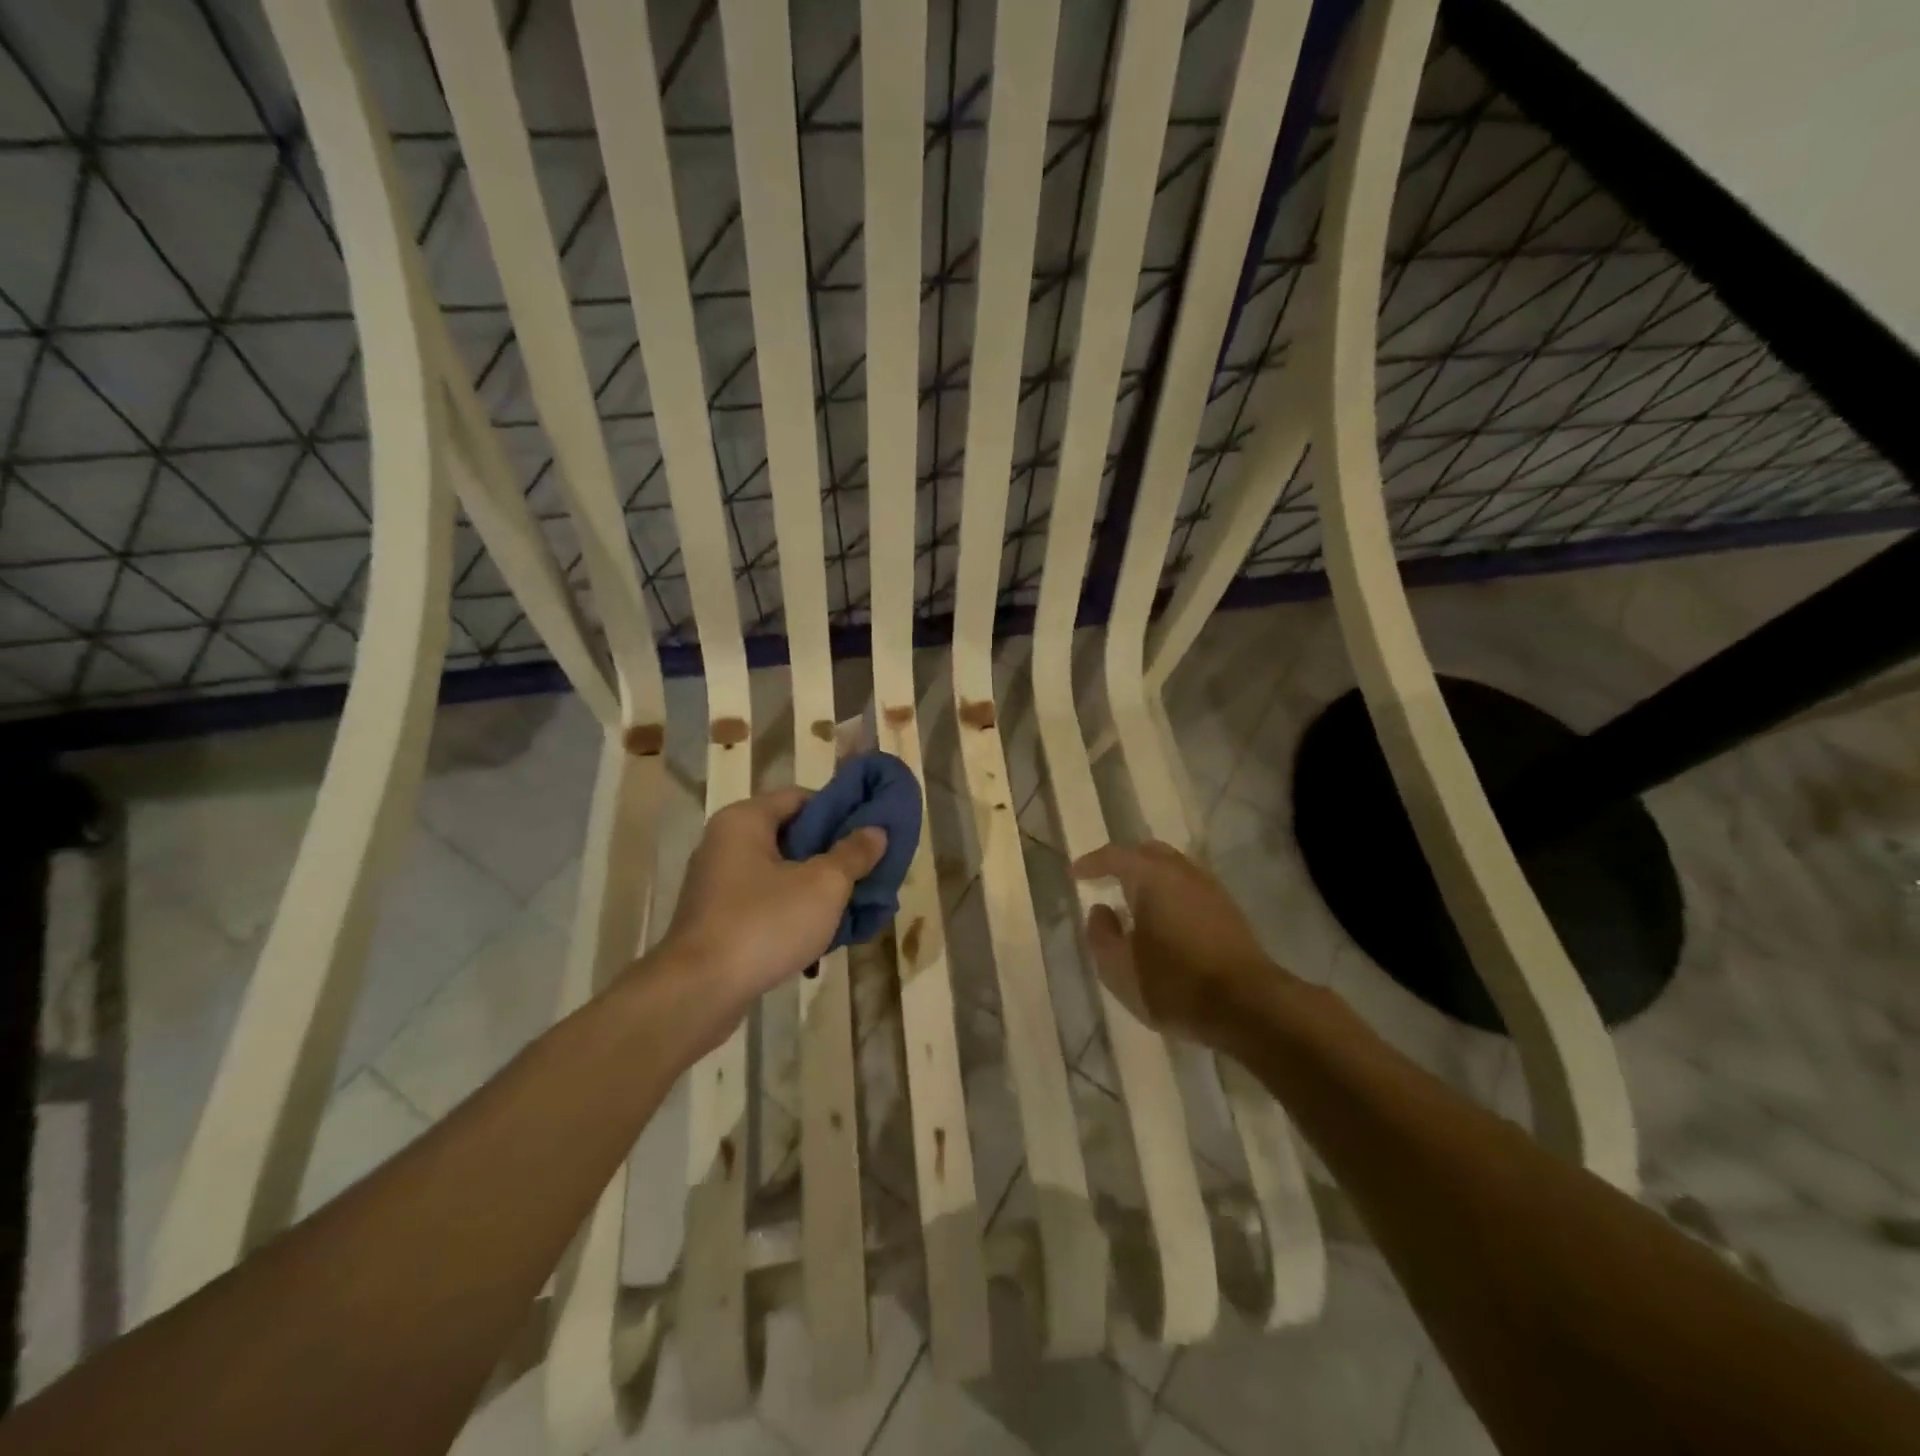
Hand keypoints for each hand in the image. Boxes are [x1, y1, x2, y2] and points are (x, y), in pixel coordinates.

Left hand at [651, 786, 885, 1051]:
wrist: (697, 993)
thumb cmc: (764, 924)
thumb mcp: (824, 885)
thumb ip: (853, 854)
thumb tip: (876, 831)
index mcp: (745, 820)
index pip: (802, 797)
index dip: (840, 810)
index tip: (869, 832)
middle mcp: (725, 843)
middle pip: (792, 836)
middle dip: (832, 855)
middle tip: (868, 871)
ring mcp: (717, 884)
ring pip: (781, 874)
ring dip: (816, 889)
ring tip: (852, 908)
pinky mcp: (717, 920)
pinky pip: (765, 904)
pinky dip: (793, 913)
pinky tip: (821, 938)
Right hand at [1071, 840, 1278, 1048]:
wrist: (1249, 1006)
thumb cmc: (1175, 984)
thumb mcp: (1120, 969)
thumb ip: (1101, 935)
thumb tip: (1101, 910)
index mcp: (1152, 877)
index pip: (1115, 856)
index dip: (1092, 862)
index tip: (1074, 874)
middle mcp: (1182, 872)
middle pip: (1149, 852)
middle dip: (1125, 862)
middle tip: (1106, 881)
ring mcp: (1210, 889)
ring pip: (1173, 868)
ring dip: (1150, 878)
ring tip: (1135, 903)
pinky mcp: (1228, 911)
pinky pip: (1190, 887)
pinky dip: (1171, 893)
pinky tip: (1165, 920)